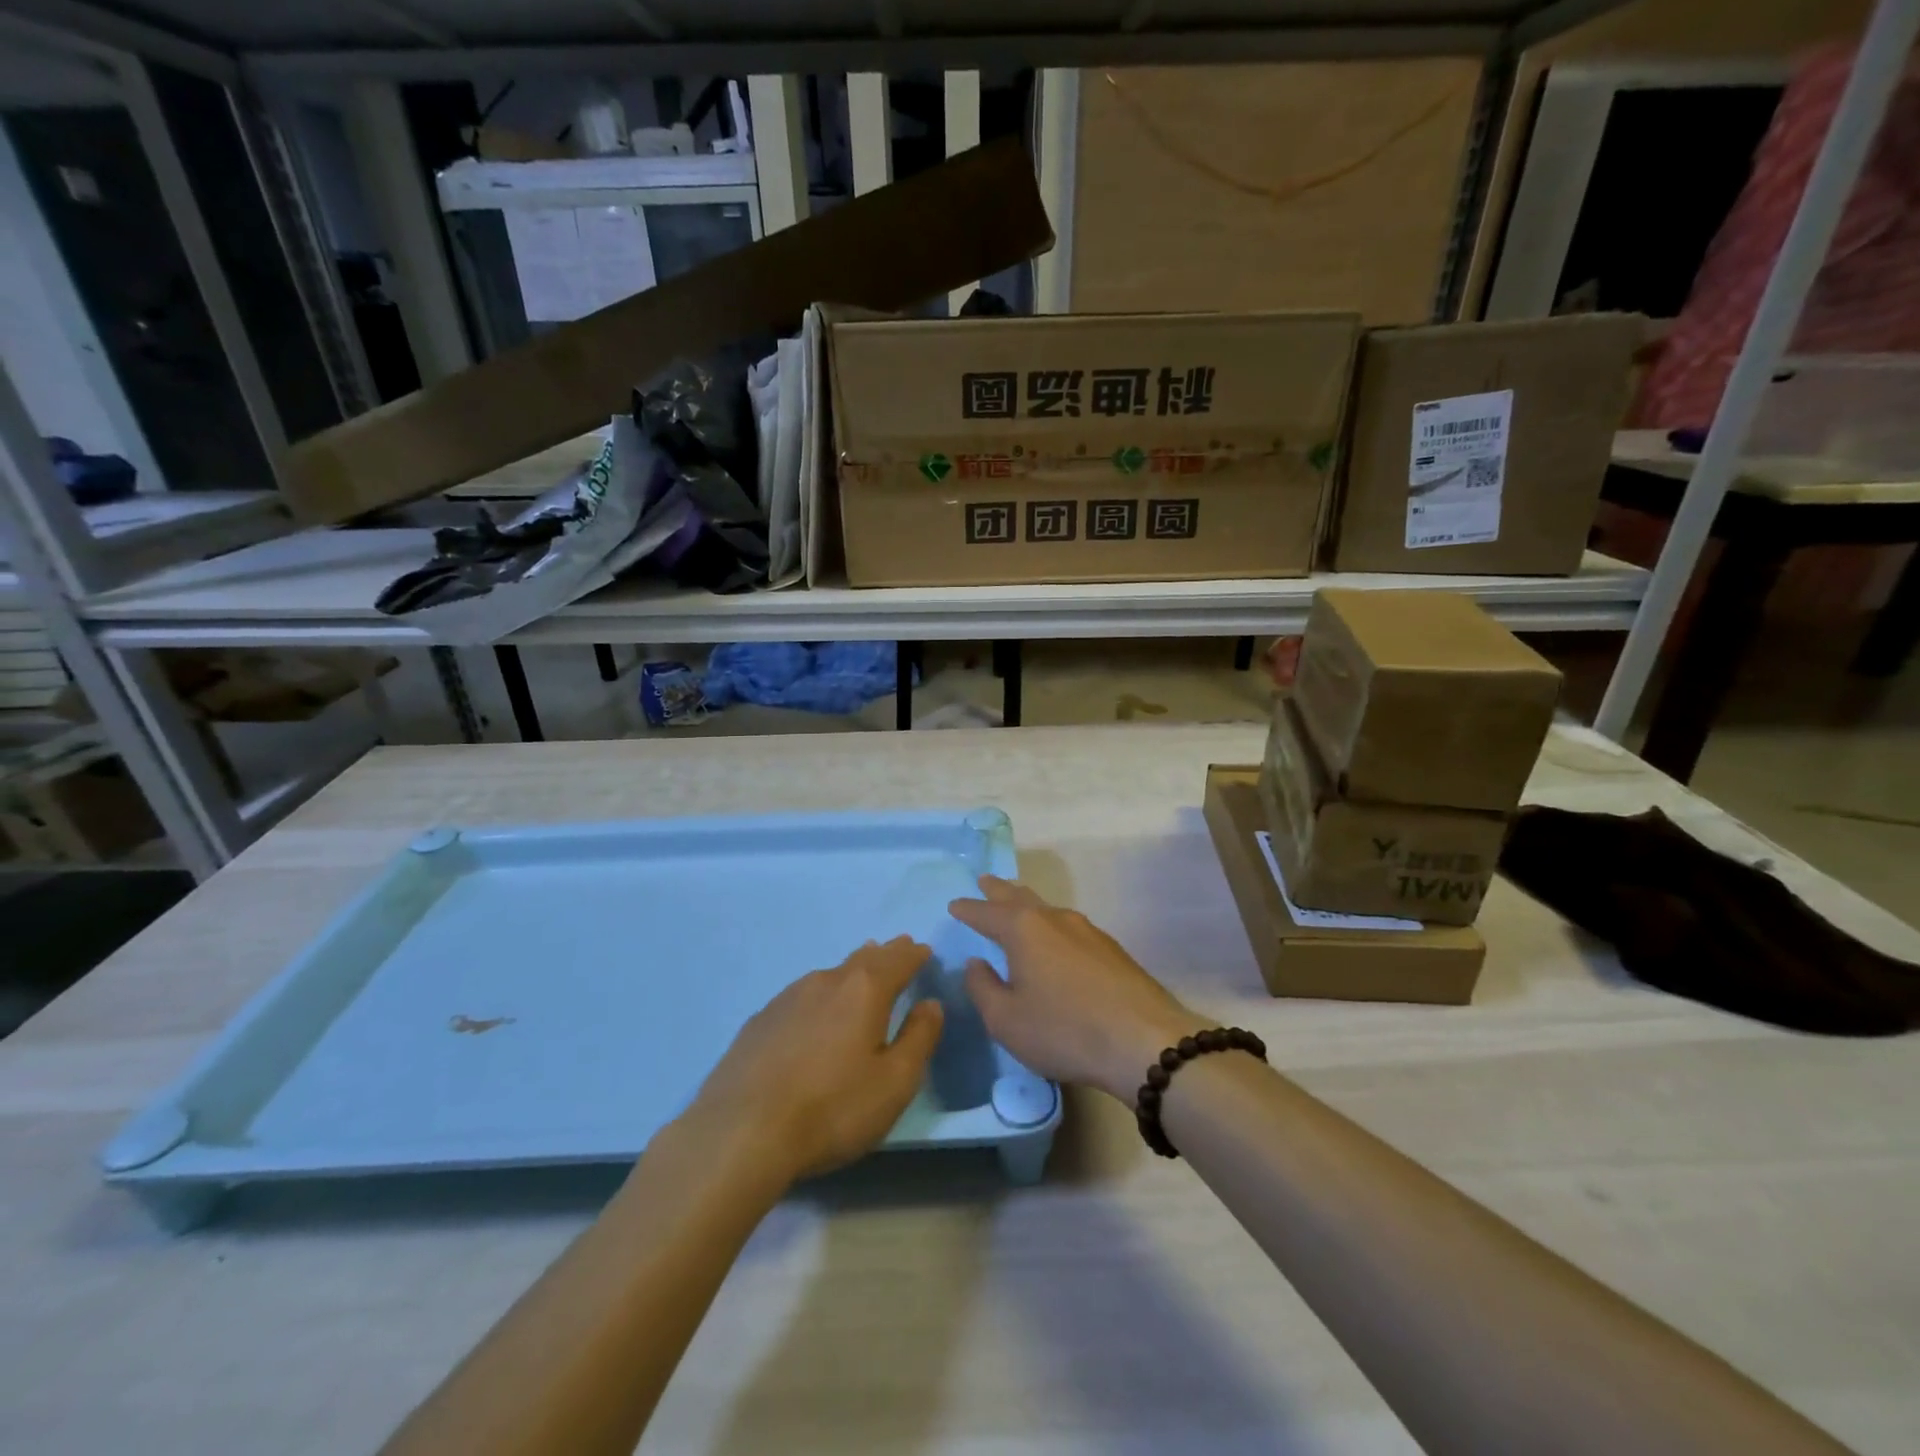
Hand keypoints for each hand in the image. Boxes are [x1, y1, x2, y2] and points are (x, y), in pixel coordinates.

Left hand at [687, 937, 943, 1182]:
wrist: (740, 1132)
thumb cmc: (832, 1109)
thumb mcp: (894, 1083)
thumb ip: (919, 1039)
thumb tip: (931, 1005)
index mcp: (864, 990)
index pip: (898, 960)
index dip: (915, 955)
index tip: (924, 951)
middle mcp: (826, 981)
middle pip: (864, 959)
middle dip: (886, 954)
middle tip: (898, 948)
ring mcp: (788, 997)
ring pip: (830, 974)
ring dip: (852, 970)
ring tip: (862, 969)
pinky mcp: (761, 1020)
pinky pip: (802, 994)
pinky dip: (821, 993)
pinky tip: (816, 1010)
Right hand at [950, 876, 1206, 1102]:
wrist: (1144, 1041)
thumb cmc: (1064, 1030)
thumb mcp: (1006, 1020)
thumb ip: (983, 987)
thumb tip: (976, 963)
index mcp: (1024, 929)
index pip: (986, 913)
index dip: (968, 909)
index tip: (955, 905)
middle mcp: (1055, 919)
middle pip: (1020, 897)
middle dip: (999, 891)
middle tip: (985, 881)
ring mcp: (1087, 931)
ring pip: (1048, 909)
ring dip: (1028, 905)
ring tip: (1017, 905)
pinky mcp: (1111, 949)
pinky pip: (1069, 927)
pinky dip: (1051, 926)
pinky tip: (1055, 940)